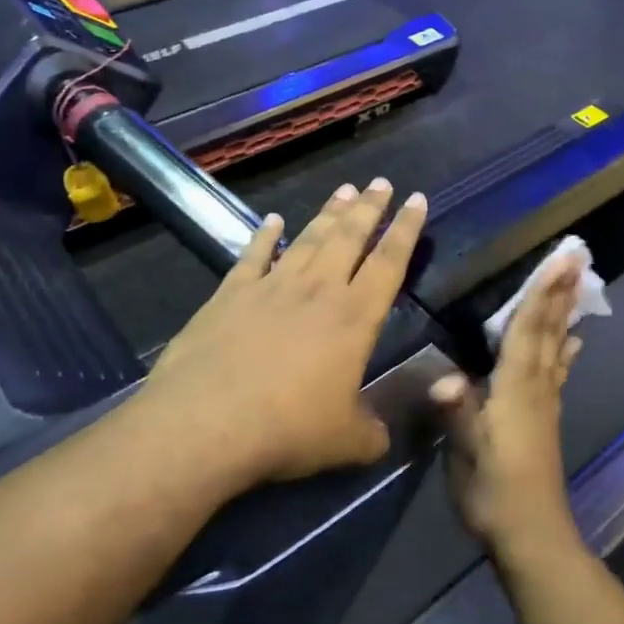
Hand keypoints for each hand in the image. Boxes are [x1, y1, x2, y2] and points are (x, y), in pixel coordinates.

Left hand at [134, 178, 426, 486]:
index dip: (406, 230)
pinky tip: (272, 221)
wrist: (206, 424)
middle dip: (369, 208)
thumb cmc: (287, 429)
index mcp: (354, 318)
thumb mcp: (349, 441)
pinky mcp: (230, 294)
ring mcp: (271, 287)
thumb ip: (375, 430)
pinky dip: (264, 236)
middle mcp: (317, 291)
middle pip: (349, 238)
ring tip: (344, 190)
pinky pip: (254, 256)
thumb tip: (384, 432)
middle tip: (381, 182)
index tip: (417, 200)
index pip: (389, 263)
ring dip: (328, 214)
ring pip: (308, 239)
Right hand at [432, 250, 586, 562]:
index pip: (529, 331)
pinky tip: (574, 343)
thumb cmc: (494, 492)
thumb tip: (445, 378)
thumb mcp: (468, 455)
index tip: (560, 261)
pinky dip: (565, 349)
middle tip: (579, 257)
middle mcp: (536, 387)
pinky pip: (557, 370)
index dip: (542, 294)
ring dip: (564, 312)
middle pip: (549, 330)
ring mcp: (545, 401)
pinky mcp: (545, 416)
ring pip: (556, 345)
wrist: (531, 535)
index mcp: (516, 389)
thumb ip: (459, 414)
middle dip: (561, 291)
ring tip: (576, 284)